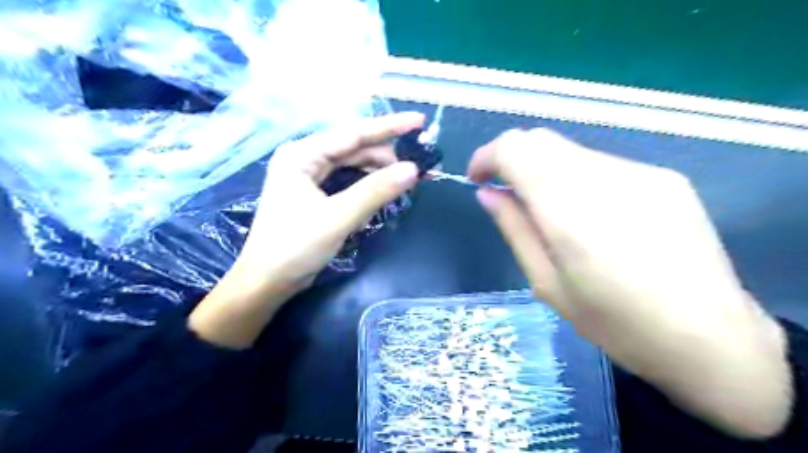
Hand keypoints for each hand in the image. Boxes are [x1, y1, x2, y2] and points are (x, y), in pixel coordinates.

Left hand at [191, 112, 423, 347]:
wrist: (268, 281)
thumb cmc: (295, 247)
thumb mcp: (338, 217)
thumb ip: (375, 191)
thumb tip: (413, 169)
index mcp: (302, 154)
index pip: (353, 134)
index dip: (389, 127)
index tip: (420, 121)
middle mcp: (306, 158)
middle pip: (355, 148)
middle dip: (388, 156)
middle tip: (420, 166)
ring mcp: (310, 177)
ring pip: (354, 165)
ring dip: (380, 172)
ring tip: (408, 180)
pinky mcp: (317, 194)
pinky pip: (349, 181)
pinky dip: (369, 185)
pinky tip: (386, 190)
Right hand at [471, 128, 794, 437]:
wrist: (709, 338)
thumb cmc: (614, 323)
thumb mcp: (547, 284)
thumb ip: (515, 229)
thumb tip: (487, 193)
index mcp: (568, 210)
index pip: (514, 148)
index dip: (487, 156)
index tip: (478, 179)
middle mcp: (603, 178)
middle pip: (540, 139)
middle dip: (512, 158)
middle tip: (508, 193)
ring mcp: (639, 173)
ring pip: (570, 150)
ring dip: (546, 170)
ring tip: (552, 212)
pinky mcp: (664, 178)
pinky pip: (603, 164)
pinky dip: (579, 178)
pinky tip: (594, 216)